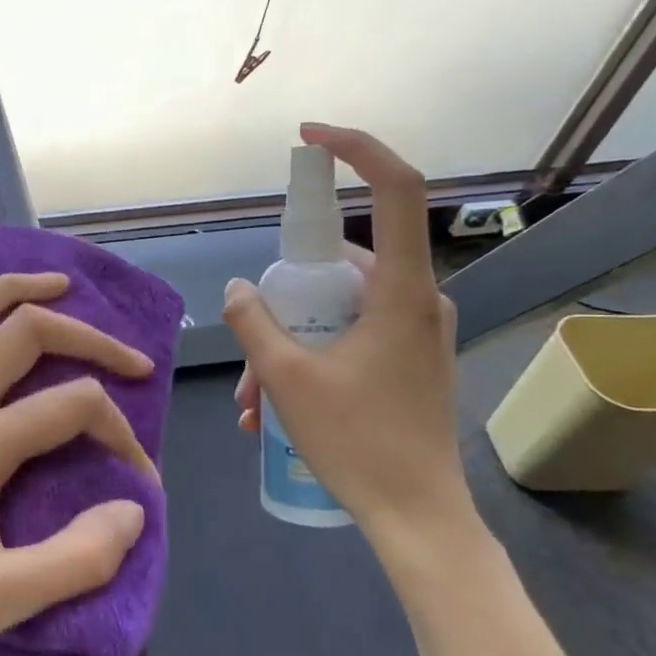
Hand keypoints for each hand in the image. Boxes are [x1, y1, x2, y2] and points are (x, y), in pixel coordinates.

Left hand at [0, 271, 156, 655]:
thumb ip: (79, 556)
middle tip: (133, 361)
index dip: (120, 434)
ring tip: (60, 285)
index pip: (70, 407)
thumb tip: (135, 507)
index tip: (142, 483)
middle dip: (85, 336)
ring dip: (12, 292)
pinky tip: (2, 327)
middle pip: (21, 333)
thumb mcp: (6, 600)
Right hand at [224, 123, 472, 552]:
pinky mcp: (409, 359)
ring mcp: (415, 332)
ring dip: (286, 345)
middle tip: (247, 355)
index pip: (396, 190)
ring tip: (252, 403)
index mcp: (400, 291)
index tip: (311, 138)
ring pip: (336, 310)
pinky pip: (349, 337)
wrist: (418, 517)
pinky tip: (273, 410)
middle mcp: (416, 300)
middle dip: (281, 304)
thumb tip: (237, 288)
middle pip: (338, 267)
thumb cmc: (358, 442)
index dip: (357, 150)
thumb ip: (255, 323)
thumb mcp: (288, 379)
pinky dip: (308, 359)